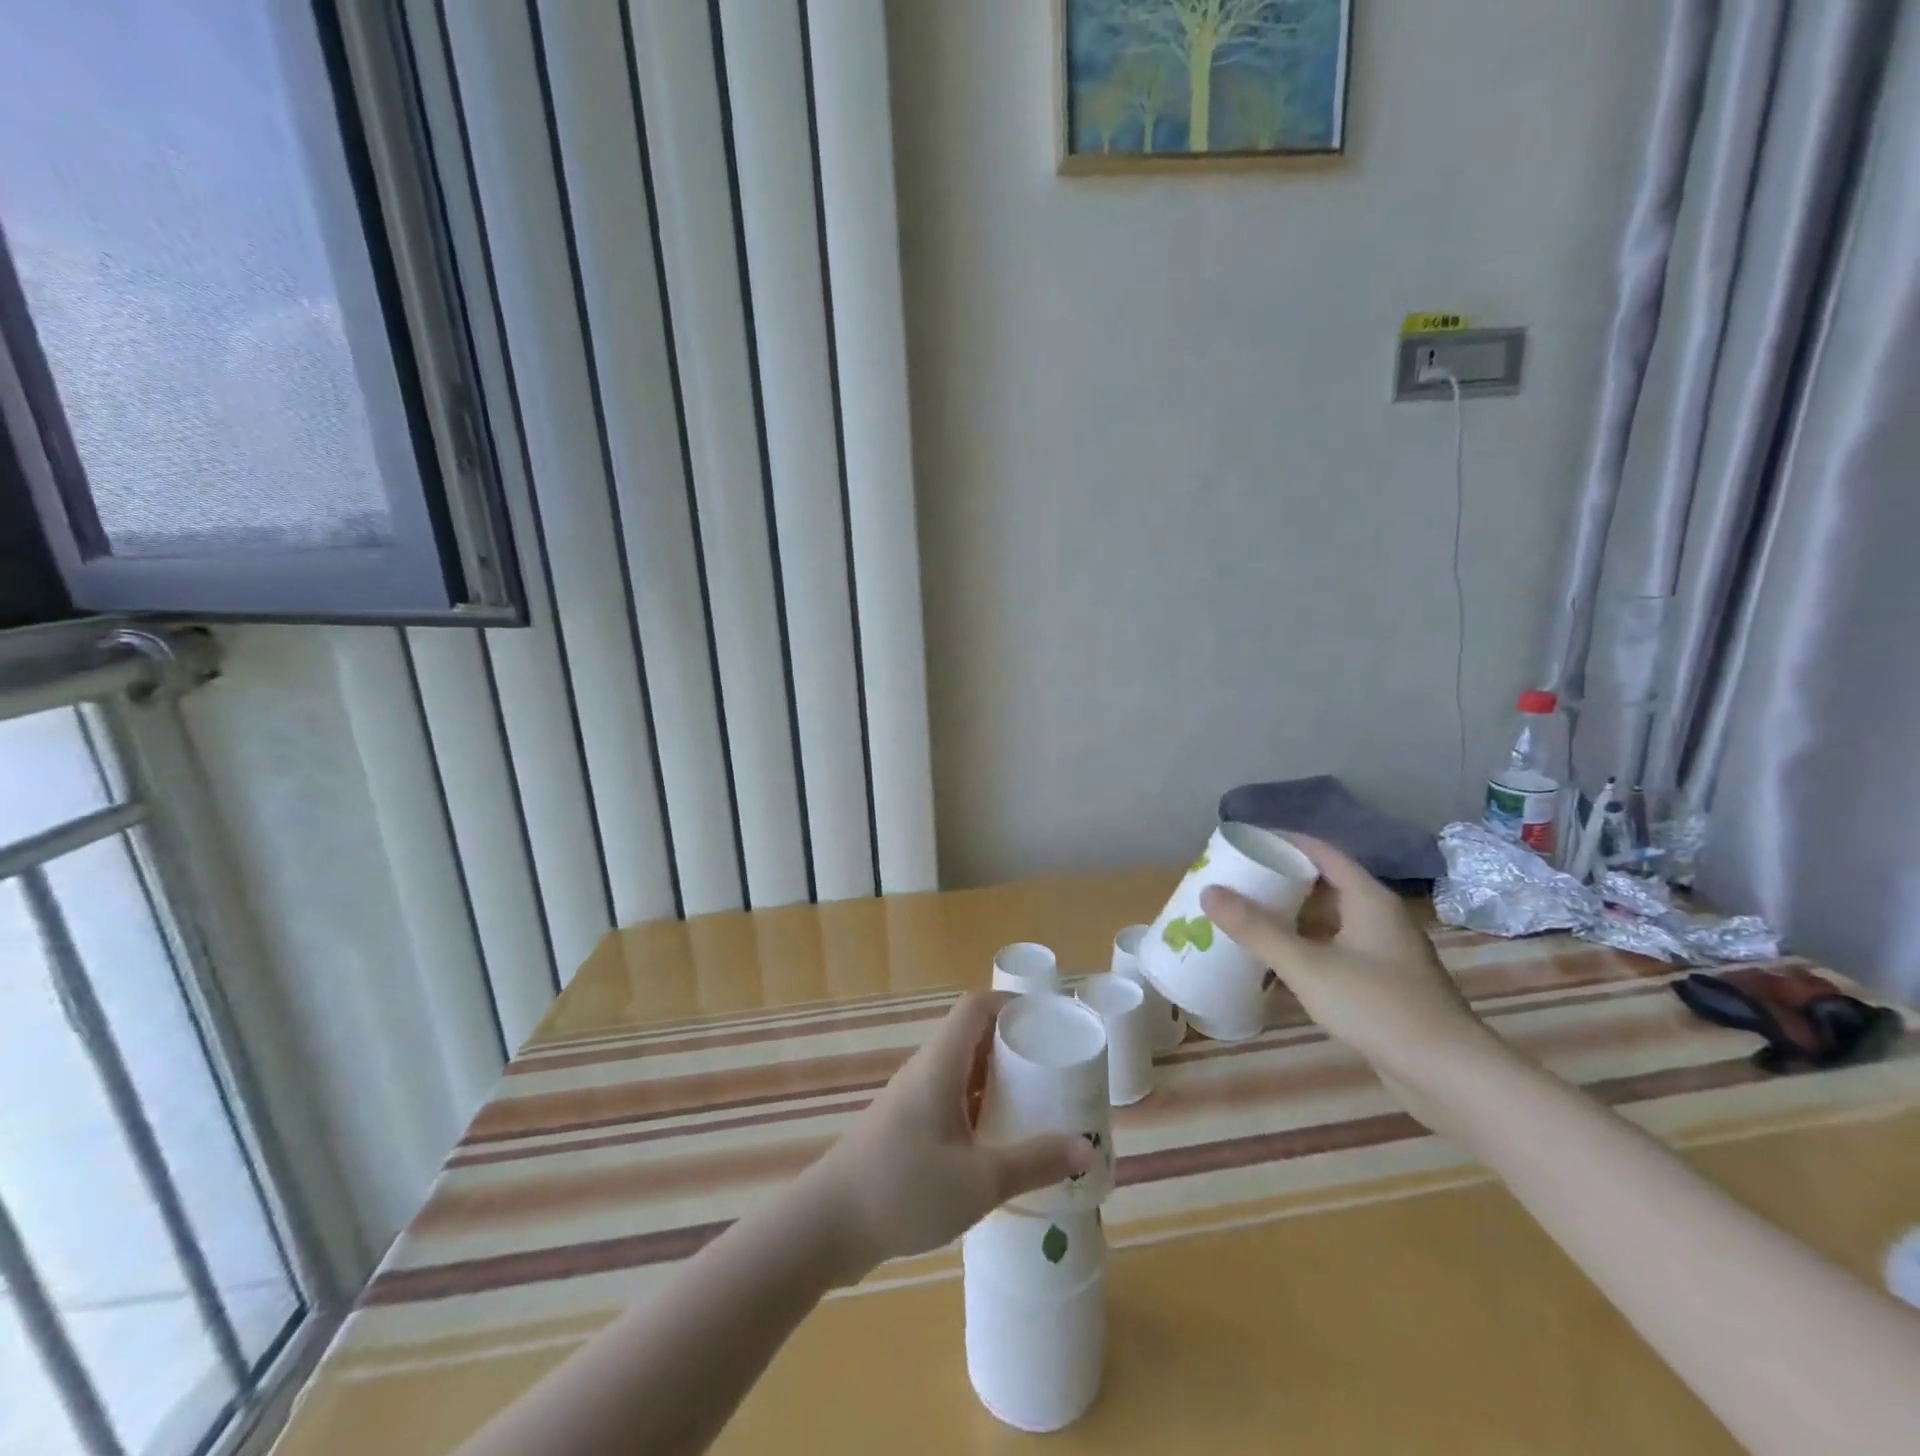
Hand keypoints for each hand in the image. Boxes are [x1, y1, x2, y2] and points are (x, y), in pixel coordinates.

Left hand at [801, 992, 1092, 1279]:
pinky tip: (999, 1143)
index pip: (976, 1007)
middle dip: (1014, 1046)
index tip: (1049, 1021)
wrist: (827, 1226)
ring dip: (998, 1080)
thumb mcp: (979, 1180)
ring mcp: (912, 1101)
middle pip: (973, 1037)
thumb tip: (1086, 1147)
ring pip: (962, 1072)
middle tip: (1054, 1069)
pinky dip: (979, 1109)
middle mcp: (926, 1071)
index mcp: (941, 1063)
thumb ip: (1034, 1162)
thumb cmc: (904, 1188)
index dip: (1012, 1004)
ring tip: (1037, 1104)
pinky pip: (951, 1101)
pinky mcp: (905, 1130)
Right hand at [1201, 835, 1506, 1108]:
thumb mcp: (1308, 966)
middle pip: (1325, 884)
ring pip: (1331, 920)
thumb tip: (1209, 892)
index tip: (1244, 841)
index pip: (1321, 851)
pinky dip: (1306, 946)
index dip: (1283, 841)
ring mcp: (1385, 952)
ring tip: (1249, 916)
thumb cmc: (1379, 1007)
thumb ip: (1257, 929)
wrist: (1451, 1075)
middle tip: (1238, 880)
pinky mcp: (1385, 984)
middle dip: (1281, 879)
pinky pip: (1337, 949)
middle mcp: (1380, 917)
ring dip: (1292, 916)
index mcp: (1368, 899)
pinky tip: (1279, 962)